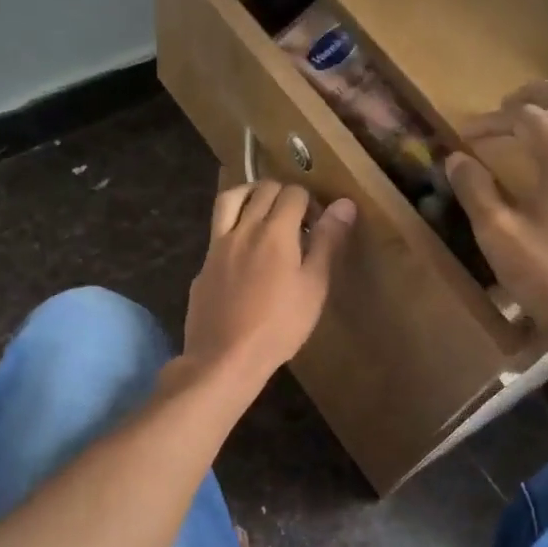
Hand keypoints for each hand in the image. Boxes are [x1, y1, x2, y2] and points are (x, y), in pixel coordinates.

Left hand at [181, 181, 356, 388]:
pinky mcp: (203, 264)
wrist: (225, 357)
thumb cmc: (279, 326)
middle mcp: (243, 229)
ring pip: (230, 199)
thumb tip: (344, 204)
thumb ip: (327, 242)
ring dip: (250, 195)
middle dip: (283, 194)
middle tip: (296, 220)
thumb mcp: (314, 287)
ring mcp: (217, 246)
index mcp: (275, 232)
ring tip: (264, 212)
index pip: (293, 193)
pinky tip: (243, 251)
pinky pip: (217, 230)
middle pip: (262, 190)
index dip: (310, 202)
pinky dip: (233, 226)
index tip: (317, 225)